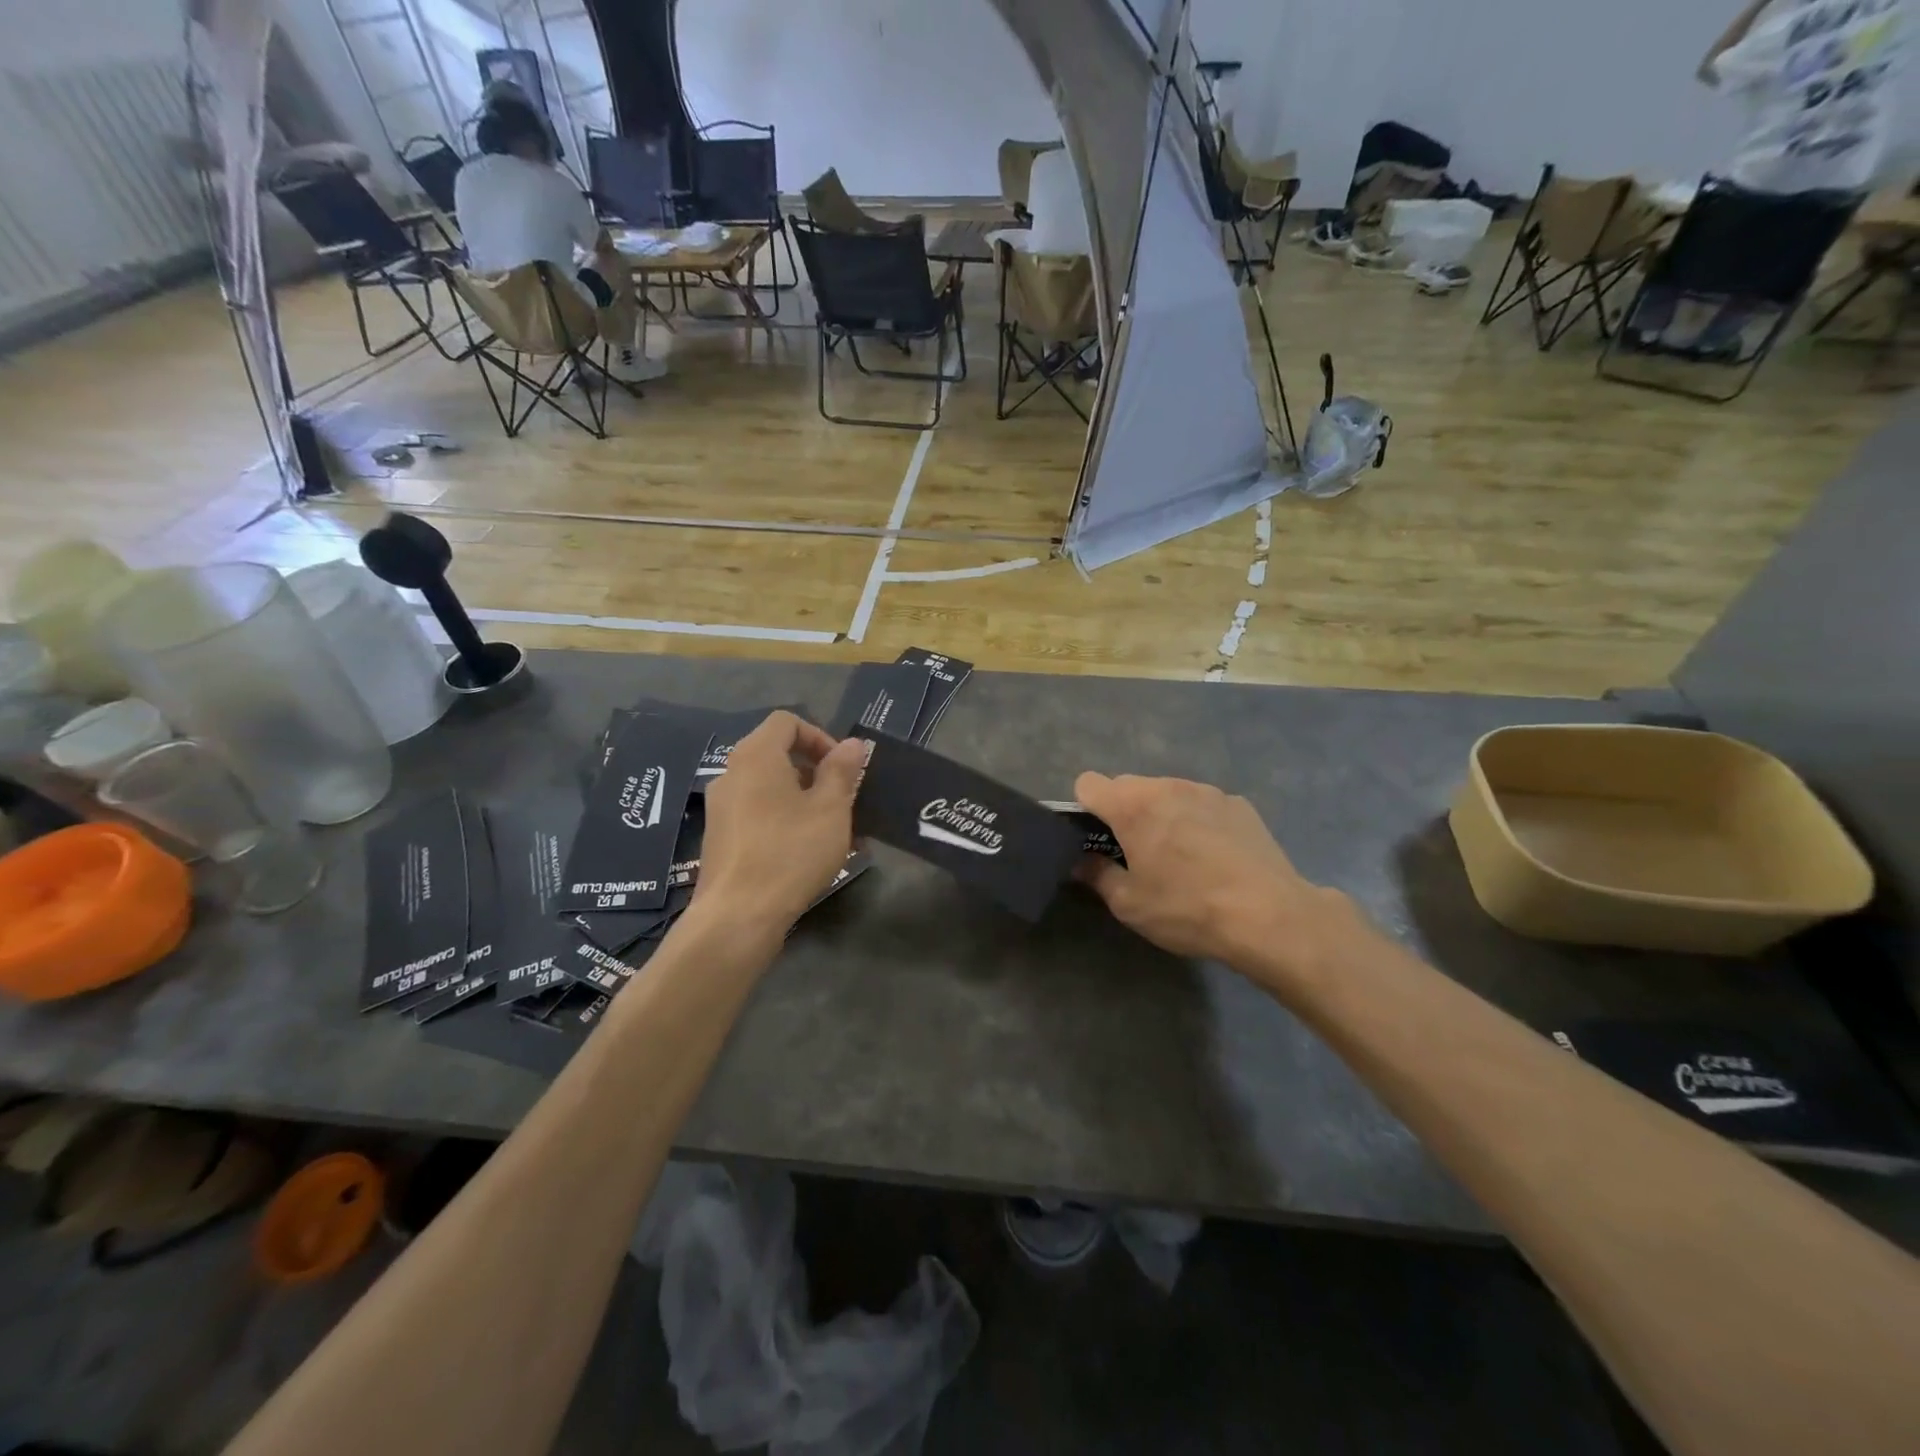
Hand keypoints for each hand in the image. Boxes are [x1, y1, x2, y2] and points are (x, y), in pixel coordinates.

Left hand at [695, 712, 868, 938]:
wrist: (738, 916)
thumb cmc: (790, 852)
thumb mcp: (830, 809)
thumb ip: (842, 771)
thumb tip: (853, 744)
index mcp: (756, 757)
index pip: (787, 722)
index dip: (820, 736)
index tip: (843, 768)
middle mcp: (731, 774)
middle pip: (778, 754)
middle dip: (817, 771)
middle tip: (844, 799)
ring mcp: (721, 808)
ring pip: (770, 788)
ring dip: (805, 799)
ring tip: (835, 831)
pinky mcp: (720, 838)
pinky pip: (758, 814)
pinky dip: (785, 820)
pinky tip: (809, 852)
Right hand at [1073, 772, 1353, 984]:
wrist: (1269, 917)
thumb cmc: (1187, 909)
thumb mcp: (1129, 904)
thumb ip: (1097, 876)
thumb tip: (1081, 862)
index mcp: (1132, 806)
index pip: (1089, 783)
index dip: (1085, 808)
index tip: (1096, 838)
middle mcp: (1167, 786)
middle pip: (1129, 786)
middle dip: (1124, 812)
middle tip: (1137, 854)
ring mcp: (1207, 791)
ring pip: (1167, 793)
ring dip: (1162, 815)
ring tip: (1180, 857)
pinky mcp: (1238, 804)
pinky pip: (1202, 804)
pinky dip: (1198, 822)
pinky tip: (1215, 858)